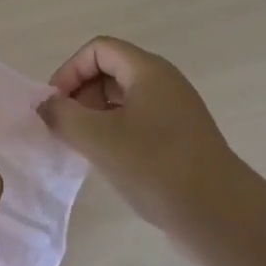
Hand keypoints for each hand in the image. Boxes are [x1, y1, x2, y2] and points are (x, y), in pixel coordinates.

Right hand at [36, 37, 240, 252]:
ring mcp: (174, 112)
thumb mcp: (98, 138)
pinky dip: (114, 133)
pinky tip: (107, 162)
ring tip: (82, 147)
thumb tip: (44, 104)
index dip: (70, 71)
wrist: (221, 215)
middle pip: (110, 71)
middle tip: (65, 128)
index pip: (98, 49)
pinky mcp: (178, 140)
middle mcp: (163, 83)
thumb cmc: (156, 166)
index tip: (55, 105)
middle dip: (80, 94)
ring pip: (122, 99)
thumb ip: (62, 115)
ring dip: (94, 116)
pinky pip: (136, 122)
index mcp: (148, 71)